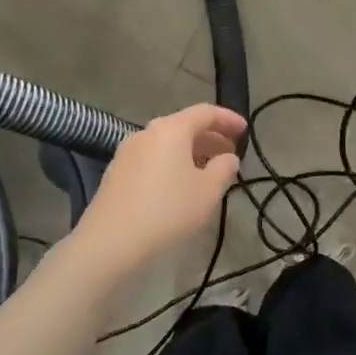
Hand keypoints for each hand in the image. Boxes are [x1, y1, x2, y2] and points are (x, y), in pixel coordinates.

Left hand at [72, 104, 245, 273]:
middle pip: (184, 126)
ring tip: (208, 171)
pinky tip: (179, 185)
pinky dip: (172, 163)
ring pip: (167, 143)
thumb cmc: (168, 211)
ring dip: (191, 152)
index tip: (245, 130)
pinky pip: (152, 158)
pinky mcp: (116, 173)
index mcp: (171, 130)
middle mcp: (146, 133)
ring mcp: (127, 152)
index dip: (228, 119)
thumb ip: (224, 169)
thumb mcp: (208, 192)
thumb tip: (228, 157)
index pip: (205, 113)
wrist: (111, 242)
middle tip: (230, 154)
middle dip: (210, 137)